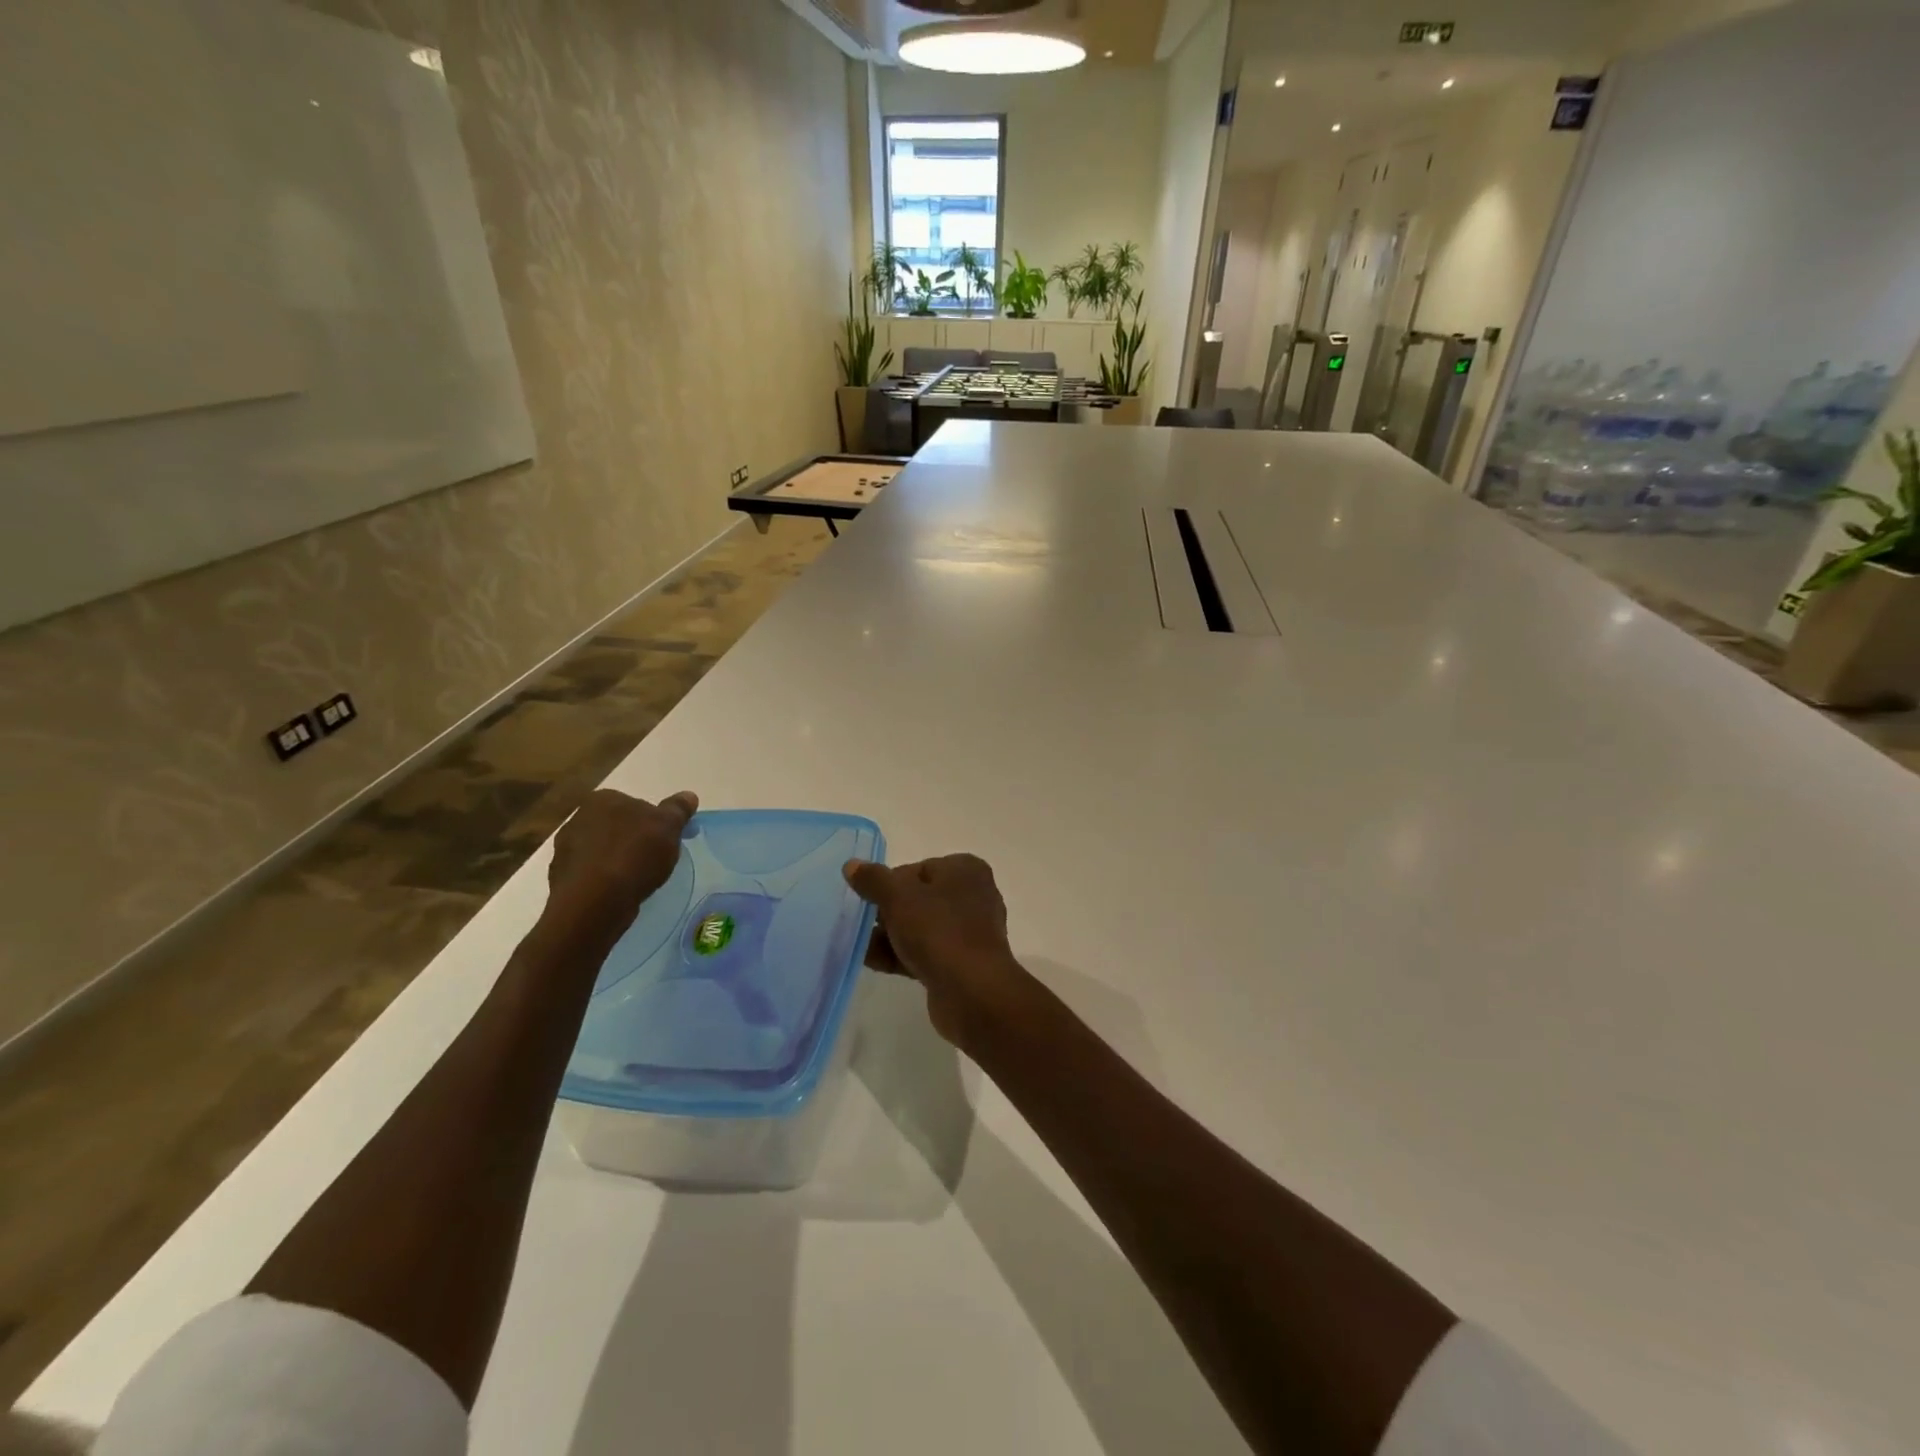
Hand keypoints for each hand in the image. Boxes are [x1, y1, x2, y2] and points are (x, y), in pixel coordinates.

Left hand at [547, 789, 697, 935]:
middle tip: (655, 859)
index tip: (665, 839)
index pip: (635, 804)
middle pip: (618, 826)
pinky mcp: (561, 878)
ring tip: (638, 879)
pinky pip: (592, 874)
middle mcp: (579, 818)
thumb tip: (688, 795)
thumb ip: (677, 809)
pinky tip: (619, 892)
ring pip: (603, 850)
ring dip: (618, 860)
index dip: (653, 822)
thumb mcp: (668, 827)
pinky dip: (605, 880)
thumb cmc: (634, 854)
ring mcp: (565, 849)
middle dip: (633, 839)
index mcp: (603, 799)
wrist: (594, 901)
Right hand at [843, 854, 1027, 1047]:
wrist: (972, 993)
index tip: (868, 900)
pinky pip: (924, 953)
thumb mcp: (899, 898)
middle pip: (917, 899)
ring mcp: (968, 933)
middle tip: (861, 924)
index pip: (917, 869)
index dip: (889, 884)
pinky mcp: (961, 964)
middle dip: (886, 913)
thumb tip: (852, 865)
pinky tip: (870, 961)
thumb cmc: (939, 932)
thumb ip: (874, 879)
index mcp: (965, 870)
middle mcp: (972, 897)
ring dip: (889, 936)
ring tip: (858, 945)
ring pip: (920, 928)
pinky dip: (899, 955)